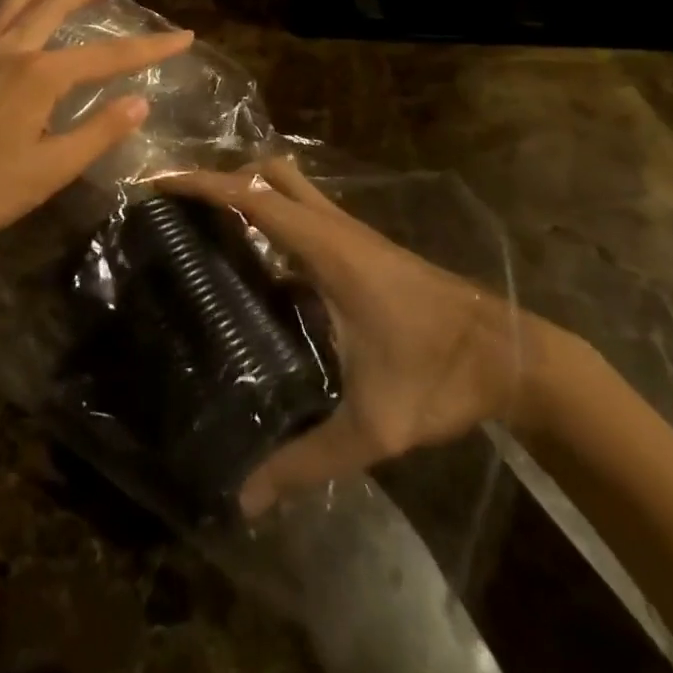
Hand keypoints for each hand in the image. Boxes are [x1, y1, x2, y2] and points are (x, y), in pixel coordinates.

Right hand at [168, 158, 541, 515]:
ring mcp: (354, 234)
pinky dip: (276, 219)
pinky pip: (308, 215)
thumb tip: (245, 499)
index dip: (204, 184)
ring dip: (251, 193)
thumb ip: (306, 462)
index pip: (254, 198)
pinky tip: (261, 267)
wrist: (513, 356)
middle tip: (185, 207)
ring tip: (210, 228)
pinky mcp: (366, 248)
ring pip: (293, 187)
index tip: (160, 184)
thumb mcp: (372, 427)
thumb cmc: (439, 376)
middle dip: (224, 177)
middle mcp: (337, 229)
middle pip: (272, 173)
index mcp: (328, 251)